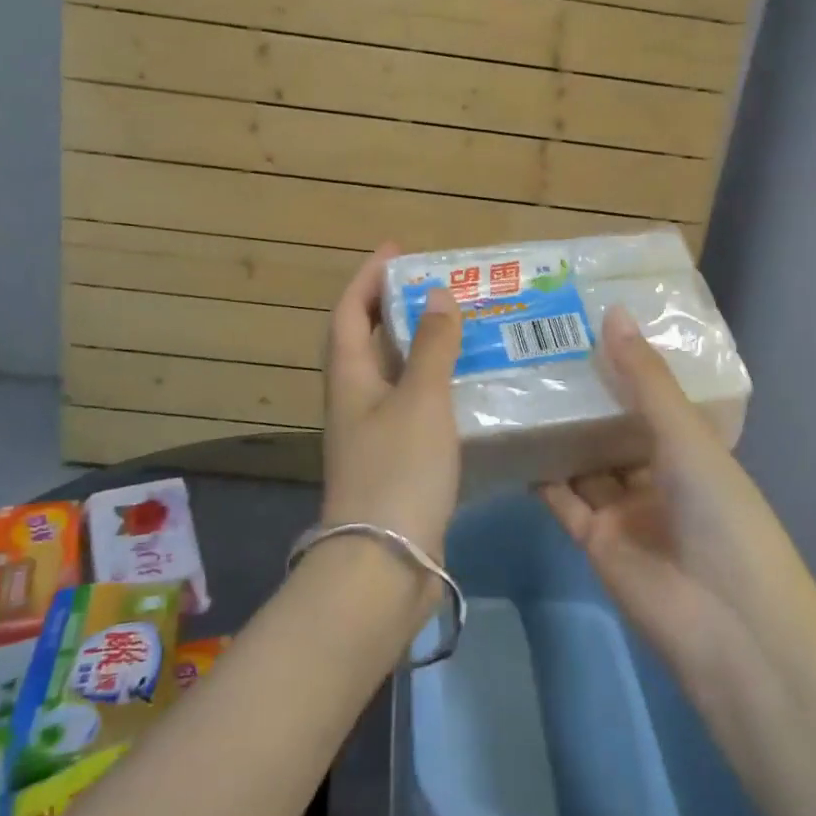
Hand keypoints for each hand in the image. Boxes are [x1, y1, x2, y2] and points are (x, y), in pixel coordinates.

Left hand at [321, 246, 463, 556]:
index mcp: (349, 377)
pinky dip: (433, 385)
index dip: (368, 277)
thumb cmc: (398, 470)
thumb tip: (437, 294)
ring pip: (393, 374)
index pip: (349, 312)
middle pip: (368, 340)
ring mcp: (372, 433)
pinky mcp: (394, 461)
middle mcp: (354, 400)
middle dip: (396, 307)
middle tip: (438, 287)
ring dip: (418, 346)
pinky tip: (466, 386)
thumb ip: (431, 346)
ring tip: (459, 326)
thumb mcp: (420, 399)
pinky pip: (412, 406)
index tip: (398, 251)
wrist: (384, 564)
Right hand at [541, 306, 790, 678]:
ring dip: (557, 432)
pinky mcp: (595, 540)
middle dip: (582, 396)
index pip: (650, 395)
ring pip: (584, 461)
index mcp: (689, 447)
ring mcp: (624, 509)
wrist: (726, 621)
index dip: (621, 363)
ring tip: (516, 386)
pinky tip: (512, 441)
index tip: (582, 325)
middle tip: (535, 351)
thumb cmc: (720, 513)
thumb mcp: (686, 436)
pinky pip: (563, 499)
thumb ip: (645, 379)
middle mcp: (656, 474)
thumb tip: (612, 313)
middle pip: (611, 428)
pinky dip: (541, 475)